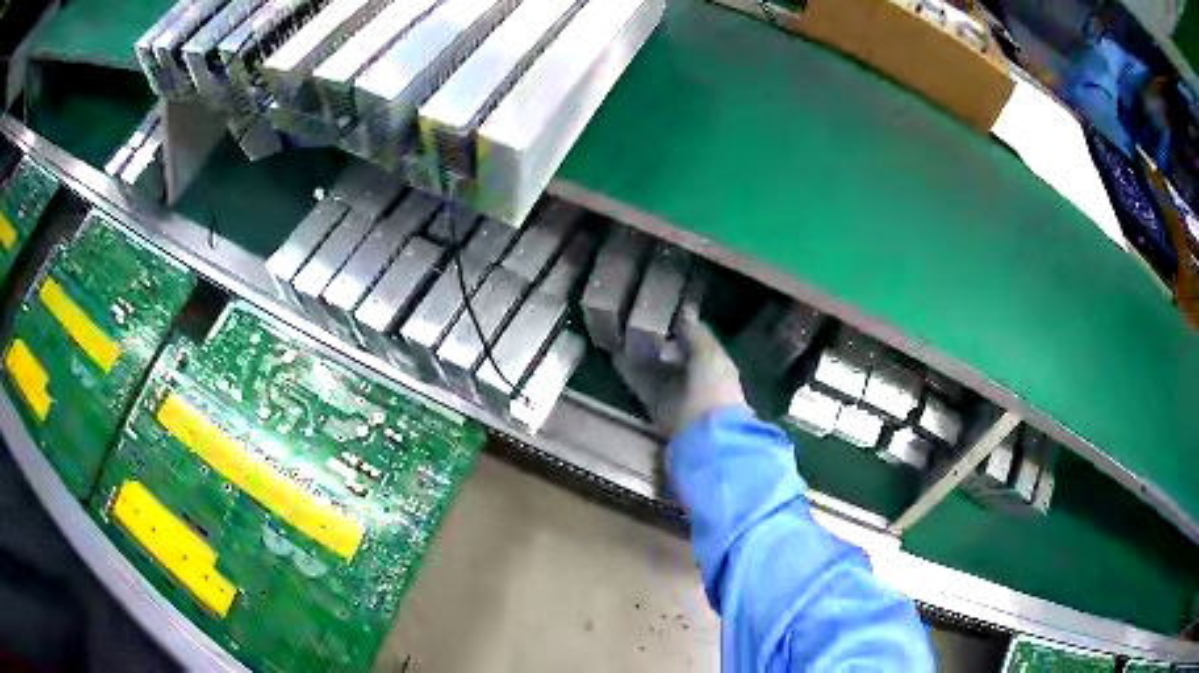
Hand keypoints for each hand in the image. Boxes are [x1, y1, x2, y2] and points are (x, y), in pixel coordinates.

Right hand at [614, 310, 745, 435]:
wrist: (704, 436)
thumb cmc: (712, 388)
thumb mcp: (709, 353)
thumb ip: (696, 334)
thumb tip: (684, 315)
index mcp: (717, 365)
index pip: (698, 343)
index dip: (682, 329)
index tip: (661, 313)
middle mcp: (698, 380)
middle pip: (675, 357)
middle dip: (658, 343)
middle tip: (636, 324)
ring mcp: (677, 397)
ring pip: (656, 371)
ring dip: (640, 357)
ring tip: (620, 337)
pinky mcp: (657, 410)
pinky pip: (642, 386)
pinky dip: (630, 373)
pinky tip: (615, 358)